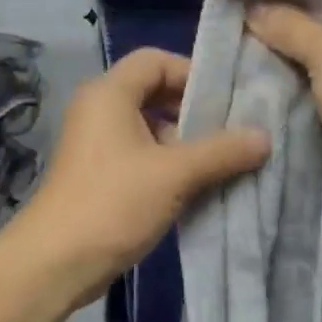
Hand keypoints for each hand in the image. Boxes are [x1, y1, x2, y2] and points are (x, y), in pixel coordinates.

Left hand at [13, 48, 269, 306]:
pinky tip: (195, 185)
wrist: (56, 262)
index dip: (192, 73)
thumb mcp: (175, 173)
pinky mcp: (98, 173)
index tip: (226, 101)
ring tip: (220, 162)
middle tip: (230, 131)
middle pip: (154, 91)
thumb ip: (222, 151)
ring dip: (183, 141)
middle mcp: (99, 109)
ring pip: (148, 126)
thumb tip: (265, 137)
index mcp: (110, 94)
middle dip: (193, 110)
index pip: (156, 60)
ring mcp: (96, 143)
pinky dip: (167, 162)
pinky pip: (140, 153)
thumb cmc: (114, 203)